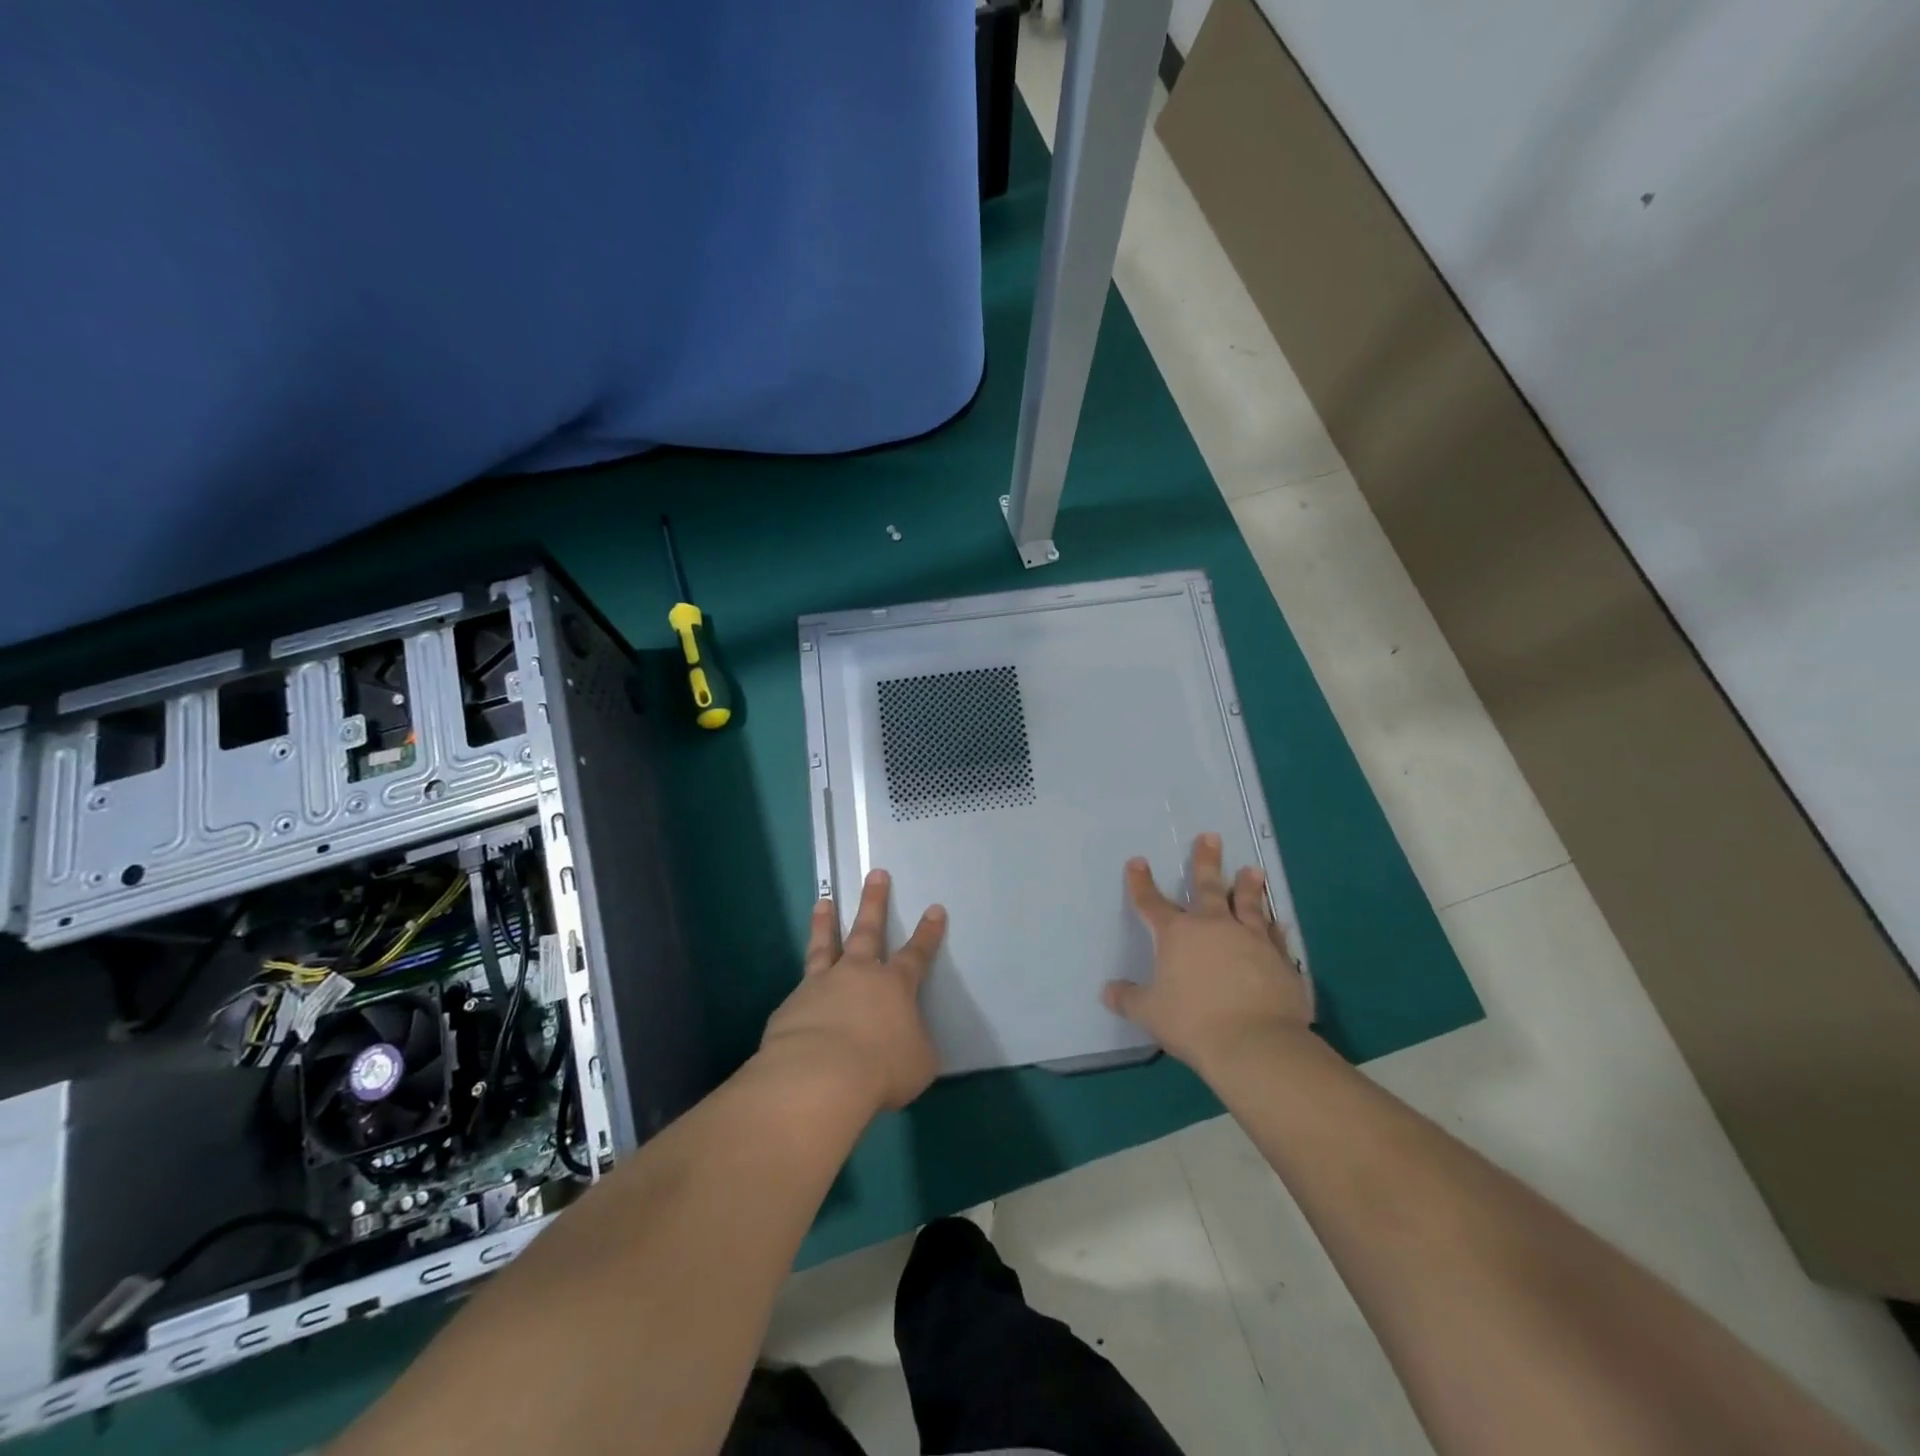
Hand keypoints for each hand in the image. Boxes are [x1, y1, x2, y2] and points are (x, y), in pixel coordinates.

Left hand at [758, 869, 945, 1116]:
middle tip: (875, 874)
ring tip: (823, 902)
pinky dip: (803, 987)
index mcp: (895, 987)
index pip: (917, 954)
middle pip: (868, 930)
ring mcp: (821, 985)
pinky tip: (798, 998)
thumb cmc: (881, 1070)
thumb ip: (914, 1046)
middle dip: (874, 901)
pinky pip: (800, 990)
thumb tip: (908, 1044)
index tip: (935, 909)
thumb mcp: (918, 1064)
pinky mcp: (792, 1006)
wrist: (819, 1078)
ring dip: (825, 923)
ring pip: (825, 946)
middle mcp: (858, 975)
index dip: (928, 934)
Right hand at [1102, 832, 1313, 1075]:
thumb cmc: (1193, 1022)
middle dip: (1205, 861)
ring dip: (1248, 886)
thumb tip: (1108, 991)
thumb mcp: (1150, 1013)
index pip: (1152, 902)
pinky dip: (1275, 927)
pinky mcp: (1280, 960)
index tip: (1137, 862)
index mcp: (1177, 934)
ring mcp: (1251, 940)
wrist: (1256, 1043)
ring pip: (1247, 904)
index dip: (1141, 882)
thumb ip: (1128, 999)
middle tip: (1210, 837)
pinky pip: (1276, 937)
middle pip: (1206, 887)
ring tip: (1252, 870)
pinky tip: (1279, 921)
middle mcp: (1214, 927)